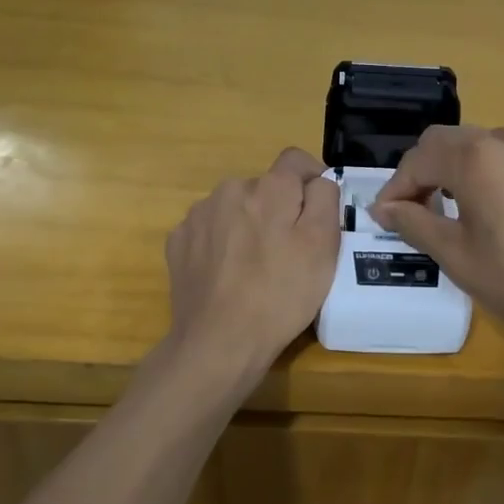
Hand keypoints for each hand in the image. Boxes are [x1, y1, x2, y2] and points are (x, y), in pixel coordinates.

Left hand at [163, 148, 339, 387]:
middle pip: (264, 187)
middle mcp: (229, 189)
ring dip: (248, 225)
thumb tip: (317, 180)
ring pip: (235, 208)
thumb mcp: (323, 246)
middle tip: (290, 251)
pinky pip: (210, 230)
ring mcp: (198, 216)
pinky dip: (222, 244)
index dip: (313, 180)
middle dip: (279, 209)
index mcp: (269, 188)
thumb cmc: (281, 295)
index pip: (295, 160)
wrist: (219, 343)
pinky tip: (229, 275)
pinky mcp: (178, 241)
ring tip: (257, 266)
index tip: (320, 211)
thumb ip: (325, 199)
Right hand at [370, 125, 503, 352]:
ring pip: (475, 146)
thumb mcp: (454, 252)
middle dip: (421, 174)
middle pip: (446, 143)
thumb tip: (383, 209)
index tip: (382, 217)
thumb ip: (413, 222)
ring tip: (441, 210)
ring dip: (450, 170)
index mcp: (475, 156)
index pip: (419, 159)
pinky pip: (503, 156)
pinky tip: (479, 206)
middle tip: (408, 213)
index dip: (395, 187)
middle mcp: (503, 139)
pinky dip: (480, 171)